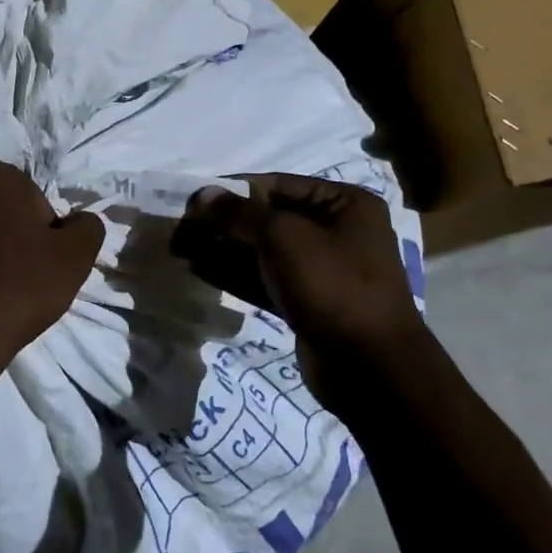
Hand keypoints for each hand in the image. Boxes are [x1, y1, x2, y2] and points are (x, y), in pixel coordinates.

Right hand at [178, 174, 421, 388]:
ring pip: (263, 251)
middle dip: (224, 223)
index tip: (192, 201)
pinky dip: (235, 274)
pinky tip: (200, 269)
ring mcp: (322, 270)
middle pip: (268, 218)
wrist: (369, 368)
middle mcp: (337, 231)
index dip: (232, 191)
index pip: (277, 185)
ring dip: (224, 248)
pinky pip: (266, 279)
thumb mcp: (283, 237)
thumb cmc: (331, 285)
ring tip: (182, 249)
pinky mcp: (308, 302)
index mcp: (344, 204)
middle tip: (182, 229)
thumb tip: (201, 194)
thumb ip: (238, 213)